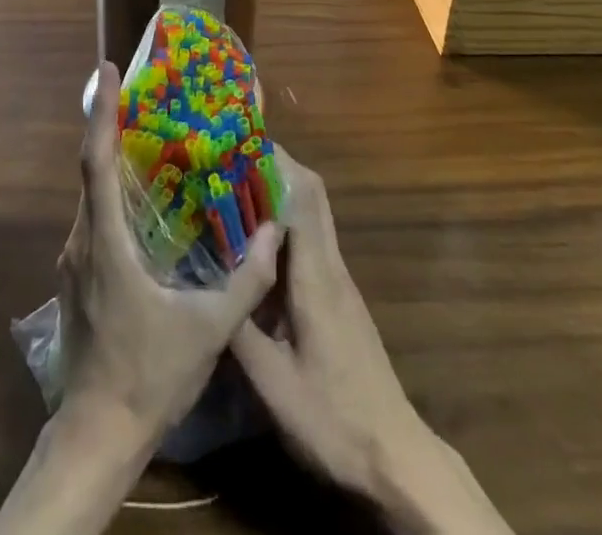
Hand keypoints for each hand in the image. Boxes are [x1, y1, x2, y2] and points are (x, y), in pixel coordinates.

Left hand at [55, 61, 281, 443]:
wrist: (97, 435)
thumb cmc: (148, 376)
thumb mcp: (207, 330)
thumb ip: (245, 281)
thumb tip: (274, 233)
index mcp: (104, 242)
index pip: (97, 160)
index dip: (102, 112)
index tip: (107, 71)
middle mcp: (82, 240)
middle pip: (92, 168)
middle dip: (112, 124)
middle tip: (144, 94)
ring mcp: (75, 260)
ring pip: (93, 194)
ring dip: (114, 158)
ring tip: (149, 134)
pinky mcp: (79, 277)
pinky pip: (95, 217)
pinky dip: (114, 191)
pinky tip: (144, 197)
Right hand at [232, 149, 509, 533]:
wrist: (395, 456)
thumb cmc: (334, 418)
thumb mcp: (273, 383)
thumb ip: (239, 326)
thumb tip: (206, 279)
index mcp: (317, 275)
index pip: (302, 195)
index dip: (274, 161)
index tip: (237, 144)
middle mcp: (331, 265)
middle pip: (310, 194)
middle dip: (273, 168)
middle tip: (227, 162)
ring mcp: (337, 280)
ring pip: (310, 216)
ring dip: (276, 195)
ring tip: (229, 193)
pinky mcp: (336, 297)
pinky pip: (309, 243)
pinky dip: (282, 228)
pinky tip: (252, 247)